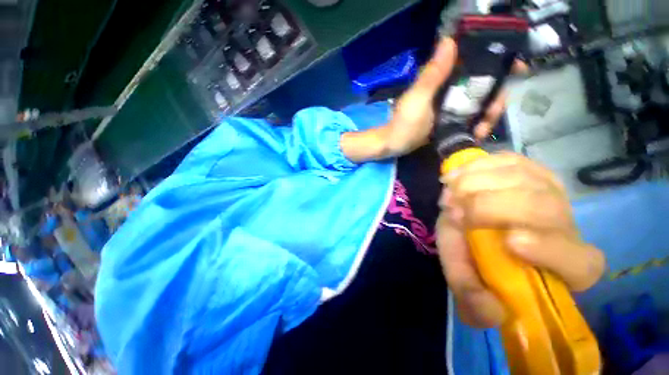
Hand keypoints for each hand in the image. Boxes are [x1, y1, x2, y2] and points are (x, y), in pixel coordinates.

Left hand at [341, 38, 511, 161]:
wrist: (393, 146)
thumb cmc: (403, 124)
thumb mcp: (417, 99)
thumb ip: (432, 75)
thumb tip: (448, 41)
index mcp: (442, 81)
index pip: (474, 64)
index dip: (497, 64)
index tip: (518, 70)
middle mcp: (449, 91)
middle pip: (484, 88)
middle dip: (495, 100)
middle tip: (492, 116)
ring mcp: (450, 108)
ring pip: (480, 105)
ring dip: (487, 117)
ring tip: (481, 131)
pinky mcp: (449, 123)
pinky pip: (470, 121)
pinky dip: (477, 126)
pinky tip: (476, 134)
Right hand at [436, 153, 605, 327]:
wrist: (468, 216)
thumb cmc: (472, 250)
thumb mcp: (464, 271)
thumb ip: (471, 294)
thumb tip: (493, 311)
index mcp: (560, 262)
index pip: (581, 263)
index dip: (552, 251)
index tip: (510, 242)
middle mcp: (564, 223)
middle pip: (543, 207)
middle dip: (489, 207)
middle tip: (454, 212)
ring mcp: (549, 189)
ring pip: (522, 179)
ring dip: (475, 186)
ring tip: (449, 195)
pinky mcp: (528, 167)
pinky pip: (507, 160)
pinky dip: (475, 168)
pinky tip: (456, 177)